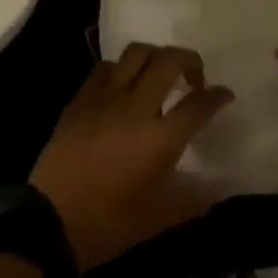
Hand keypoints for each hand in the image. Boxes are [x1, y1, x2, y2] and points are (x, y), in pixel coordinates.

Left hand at [29, 45, 234, 270]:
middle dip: (189, 60)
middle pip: (168, 61)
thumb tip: (224, 185)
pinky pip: (105, 67)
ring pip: (136, 53)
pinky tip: (124, 85)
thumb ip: (196, 197)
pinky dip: (122, 68)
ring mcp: (105, 97)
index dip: (217, 96)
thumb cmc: (111, 223)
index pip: (198, 105)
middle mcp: (135, 107)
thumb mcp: (161, 218)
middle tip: (195, 77)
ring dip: (155, 56)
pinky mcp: (81, 98)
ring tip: (160, 74)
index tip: (225, 94)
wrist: (52, 220)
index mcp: (160, 138)